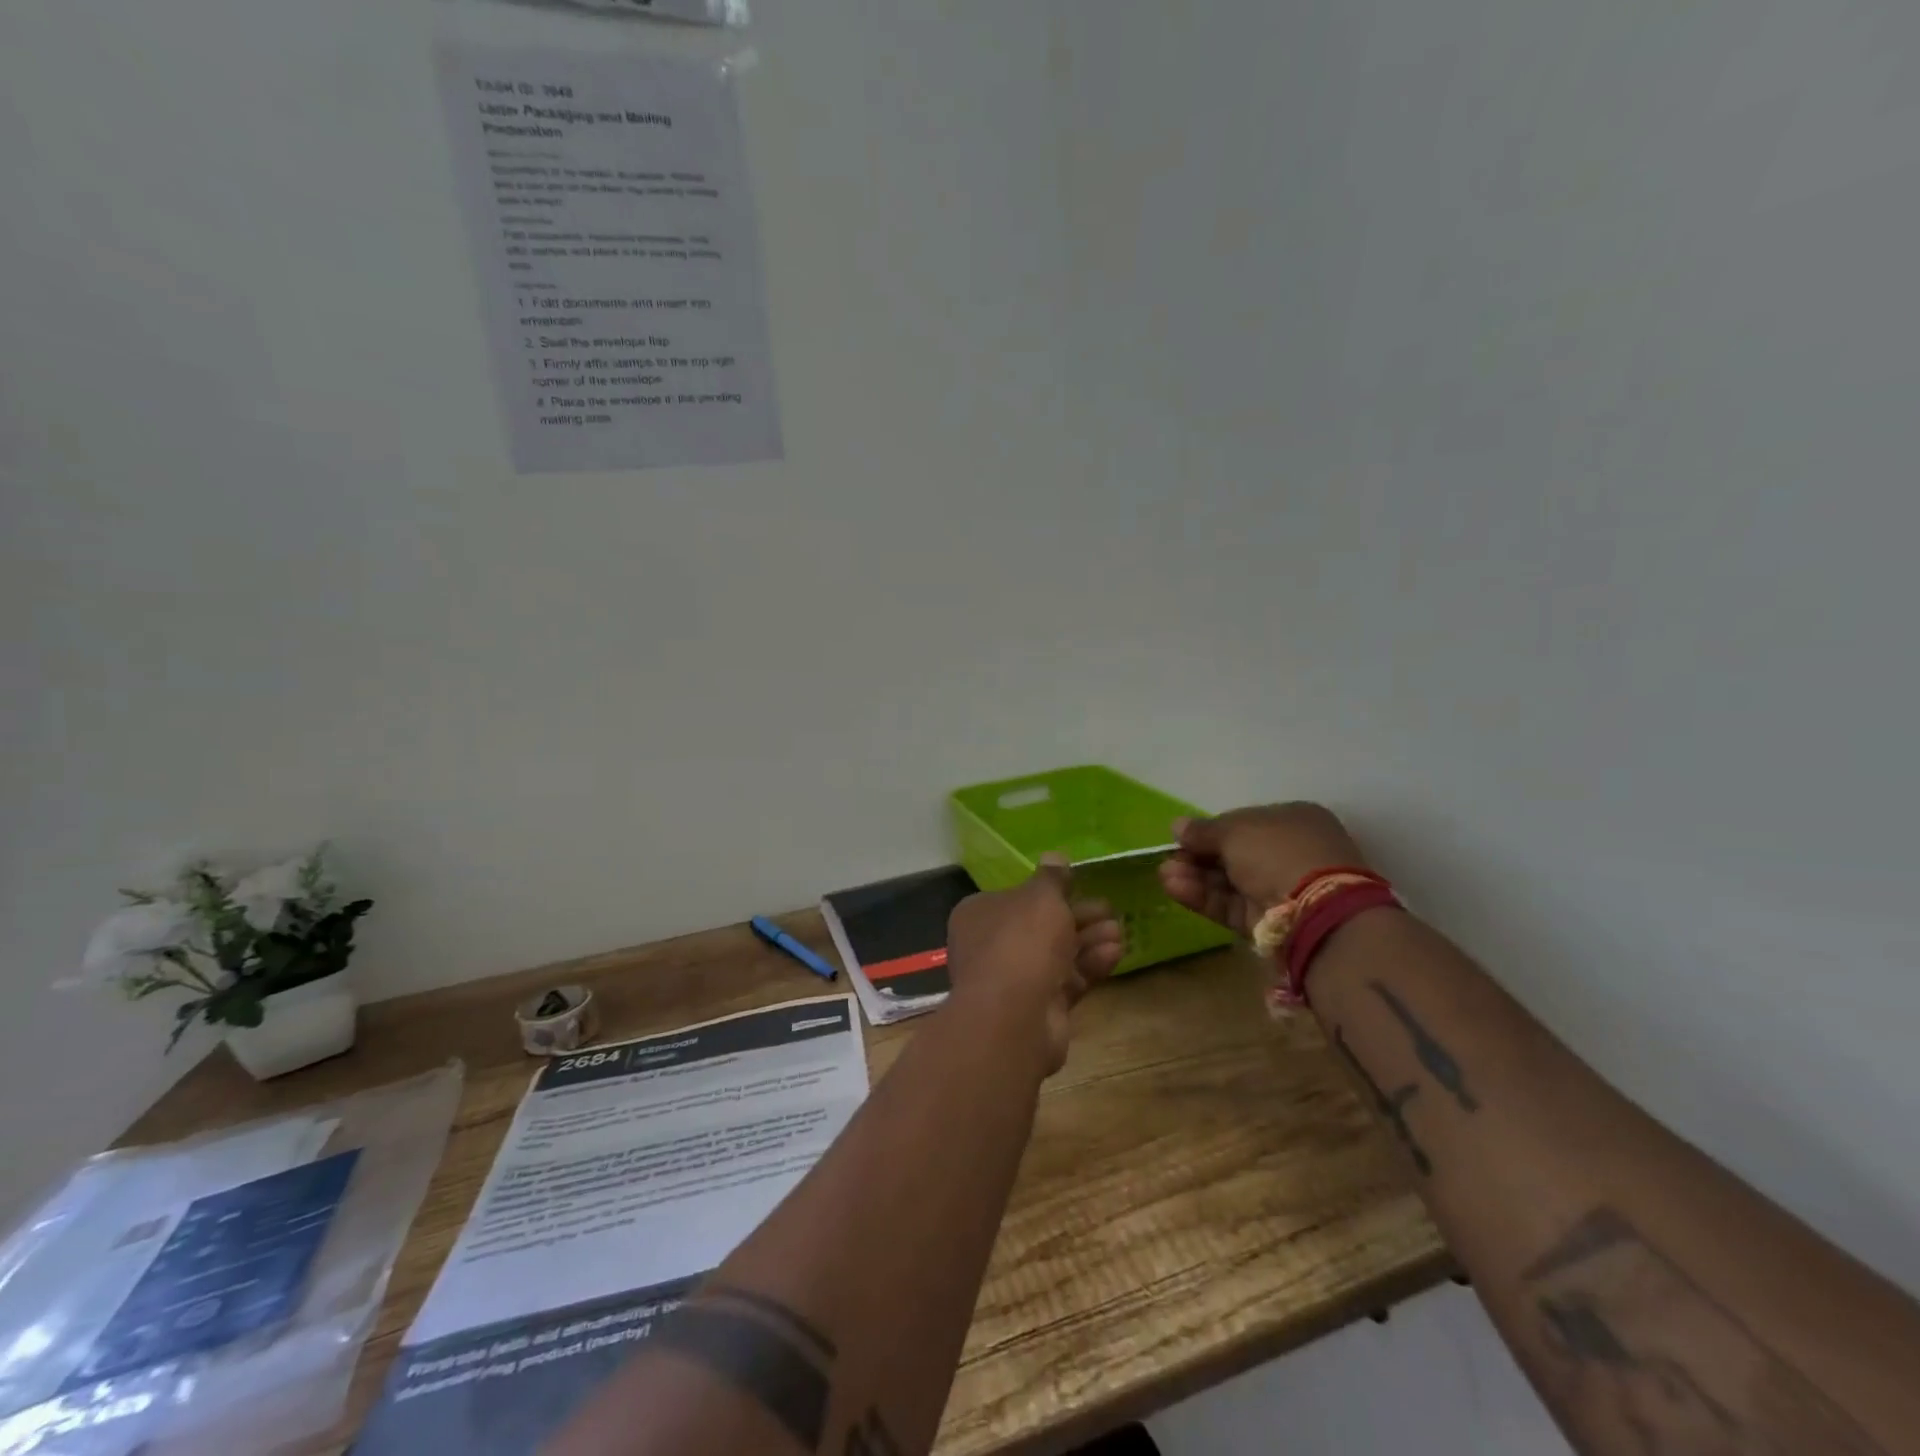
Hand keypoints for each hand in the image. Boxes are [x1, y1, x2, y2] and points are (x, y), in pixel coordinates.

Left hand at [946, 858, 1124, 1074]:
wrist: (1014, 1016)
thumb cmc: (1021, 941)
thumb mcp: (1041, 897)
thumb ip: (1052, 878)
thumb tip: (1054, 856)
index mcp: (979, 914)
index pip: (1015, 897)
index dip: (1047, 892)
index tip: (1078, 886)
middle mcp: (991, 946)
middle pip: (1040, 926)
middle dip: (1077, 917)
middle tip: (1109, 909)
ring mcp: (1013, 980)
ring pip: (1056, 954)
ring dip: (1088, 940)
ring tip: (1119, 930)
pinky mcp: (1038, 1008)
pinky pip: (1066, 980)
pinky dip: (1089, 966)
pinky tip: (1115, 953)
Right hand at [1158, 802, 1368, 935]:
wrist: (1314, 910)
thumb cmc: (1277, 851)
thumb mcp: (1235, 830)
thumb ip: (1203, 830)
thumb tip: (1177, 826)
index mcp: (1293, 821)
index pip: (1244, 823)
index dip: (1211, 829)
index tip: (1184, 836)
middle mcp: (1288, 853)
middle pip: (1232, 854)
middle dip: (1198, 856)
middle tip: (1169, 858)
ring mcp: (1279, 889)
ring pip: (1228, 881)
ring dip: (1194, 876)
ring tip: (1164, 875)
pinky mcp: (1267, 921)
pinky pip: (1230, 904)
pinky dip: (1202, 896)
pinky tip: (1174, 888)